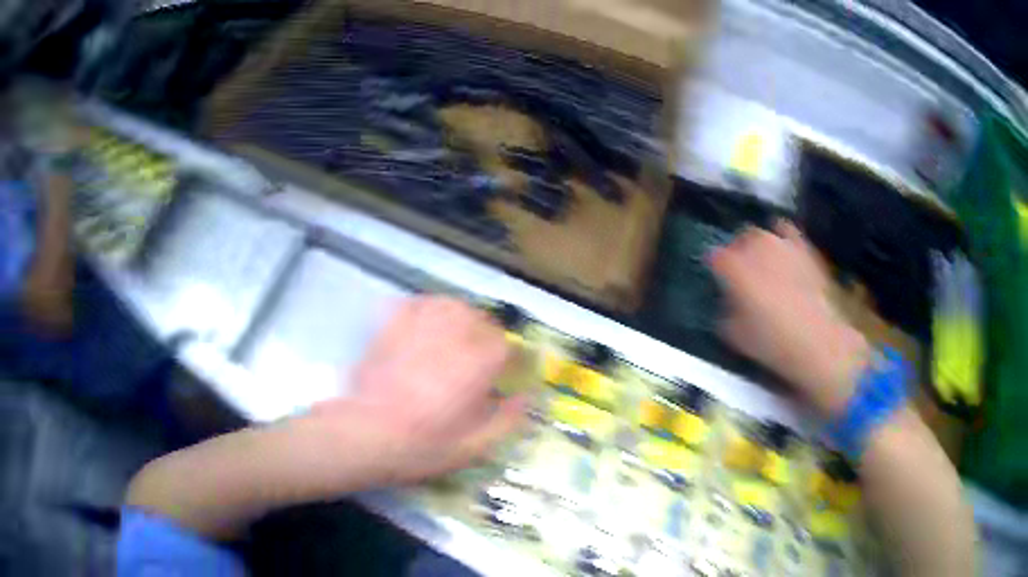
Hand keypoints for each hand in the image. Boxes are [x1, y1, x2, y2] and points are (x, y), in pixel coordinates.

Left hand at [299, 296, 525, 486]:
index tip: (508, 371)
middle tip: (484, 354)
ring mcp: (418, 330)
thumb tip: (526, 399)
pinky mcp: (390, 329)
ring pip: (449, 305)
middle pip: (479, 319)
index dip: (511, 357)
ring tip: (459, 332)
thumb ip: (505, 421)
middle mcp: (450, 339)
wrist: (364, 435)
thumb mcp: (472, 448)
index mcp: (475, 366)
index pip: (505, 347)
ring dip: (461, 315)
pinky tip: (427, 321)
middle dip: (488, 334)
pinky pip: (414, 304)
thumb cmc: (421, 447)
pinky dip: (427, 307)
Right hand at [710, 221, 869, 416]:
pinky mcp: (804, 246)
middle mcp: (754, 247)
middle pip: (739, 241)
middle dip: (737, 253)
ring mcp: (781, 242)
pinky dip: (783, 238)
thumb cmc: (772, 342)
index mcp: (733, 267)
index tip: (718, 280)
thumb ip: (725, 312)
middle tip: (741, 273)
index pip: (715, 257)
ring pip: (762, 234)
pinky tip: (785, 252)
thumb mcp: (735, 335)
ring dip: (759, 245)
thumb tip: (728, 302)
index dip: (715, 269)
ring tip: (763, 262)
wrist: (817, 339)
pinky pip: (788, 231)